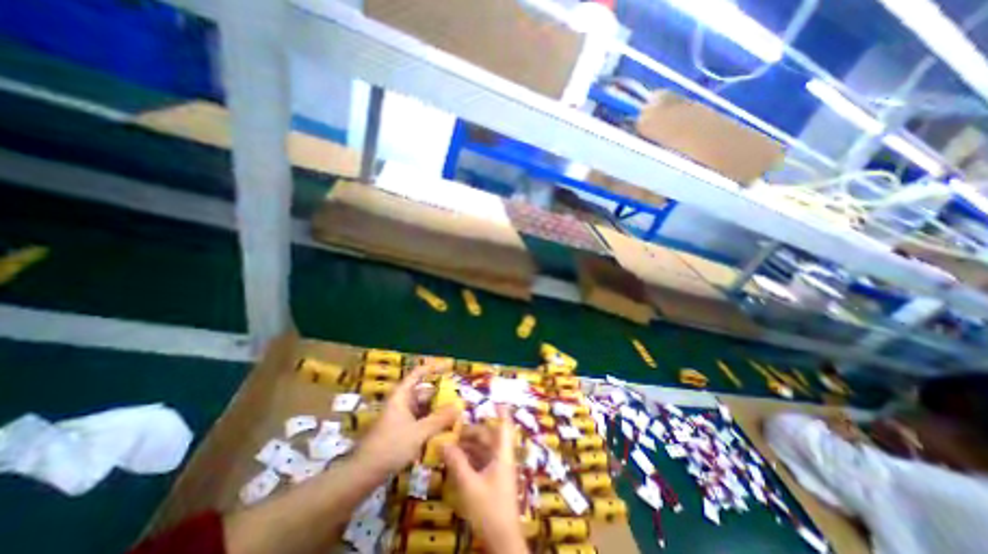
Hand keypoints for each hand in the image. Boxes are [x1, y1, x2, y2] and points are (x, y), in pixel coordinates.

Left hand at [358, 364, 461, 475]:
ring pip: (422, 408)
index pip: (418, 374)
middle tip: (458, 398)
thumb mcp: (419, 432)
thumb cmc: (390, 446)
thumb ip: (440, 419)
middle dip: (440, 395)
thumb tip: (459, 405)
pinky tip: (442, 430)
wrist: (363, 475)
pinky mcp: (400, 431)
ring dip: (436, 411)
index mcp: (402, 396)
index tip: (448, 367)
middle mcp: (401, 403)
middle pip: (423, 392)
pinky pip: (419, 421)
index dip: (432, 368)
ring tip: (454, 414)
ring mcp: (400, 417)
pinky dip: (430, 422)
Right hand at [443, 407, 529, 552]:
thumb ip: (456, 462)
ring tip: (451, 443)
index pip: (504, 426)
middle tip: (454, 429)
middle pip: (489, 437)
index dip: (501, 412)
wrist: (502, 539)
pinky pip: (481, 461)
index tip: (494, 400)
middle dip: (472, 431)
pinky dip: (470, 458)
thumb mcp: (469, 484)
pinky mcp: (493, 480)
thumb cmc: (489, 508)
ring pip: (484, 450)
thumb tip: (443, 442)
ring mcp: (498, 470)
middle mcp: (501, 458)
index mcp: (502, 454)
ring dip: (469, 445)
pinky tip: (456, 460)